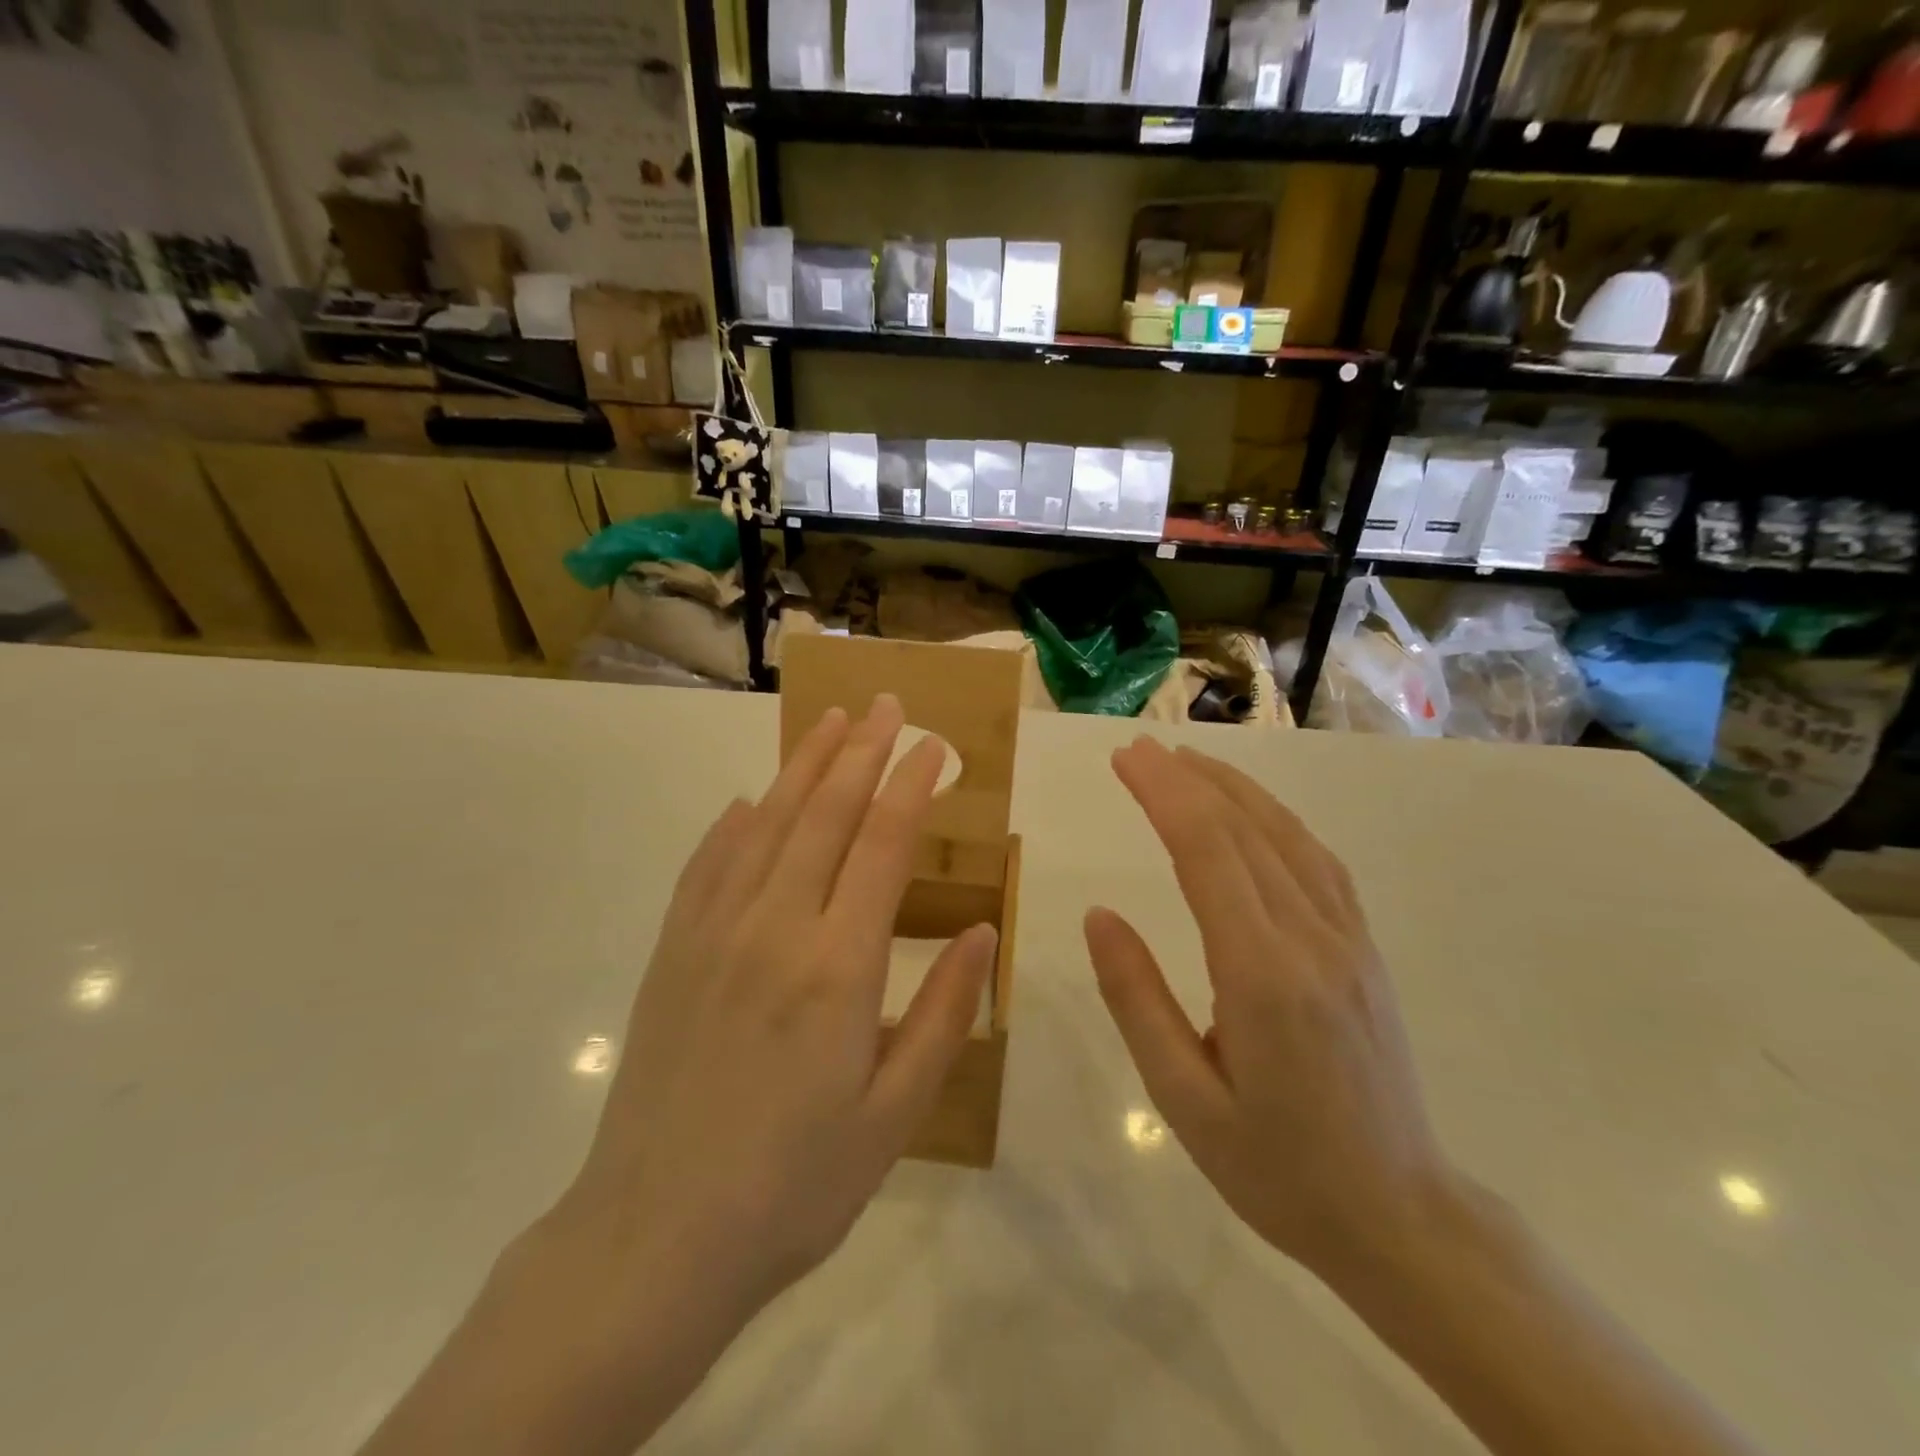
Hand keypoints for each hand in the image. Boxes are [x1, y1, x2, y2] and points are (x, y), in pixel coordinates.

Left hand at [559, 694, 998, 1319]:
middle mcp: (776, 929)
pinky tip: (748, 800)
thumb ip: (943, 1013)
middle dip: (861, 751)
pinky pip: (707, 865)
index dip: (911, 785)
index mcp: (839, 966)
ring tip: (829, 722)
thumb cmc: (795, 1184)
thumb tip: (985, 932)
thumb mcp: (895, 1113)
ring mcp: (714, 934)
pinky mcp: (673, 952)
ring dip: (802, 767)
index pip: (884, 845)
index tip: (932, 745)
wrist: (656, 1239)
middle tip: (885, 704)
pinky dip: (733, 823)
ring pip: (766, 823)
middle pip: (825, 814)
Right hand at [1085, 738, 1453, 1278]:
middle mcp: (1311, 940)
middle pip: (1244, 830)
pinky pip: (1318, 862)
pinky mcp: (1364, 949)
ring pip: (1287, 835)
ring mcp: (1348, 940)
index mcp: (1262, 976)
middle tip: (1137, 747)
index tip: (1124, 759)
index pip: (1207, 853)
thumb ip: (1137, 999)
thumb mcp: (1183, 1098)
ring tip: (1186, 760)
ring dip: (1233, 788)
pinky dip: (1277, 819)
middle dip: (1186, 779)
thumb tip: (1099, 914)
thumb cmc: (1276, 1167)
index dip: (1164, 794)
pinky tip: (1253, 812)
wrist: (1400, 1216)